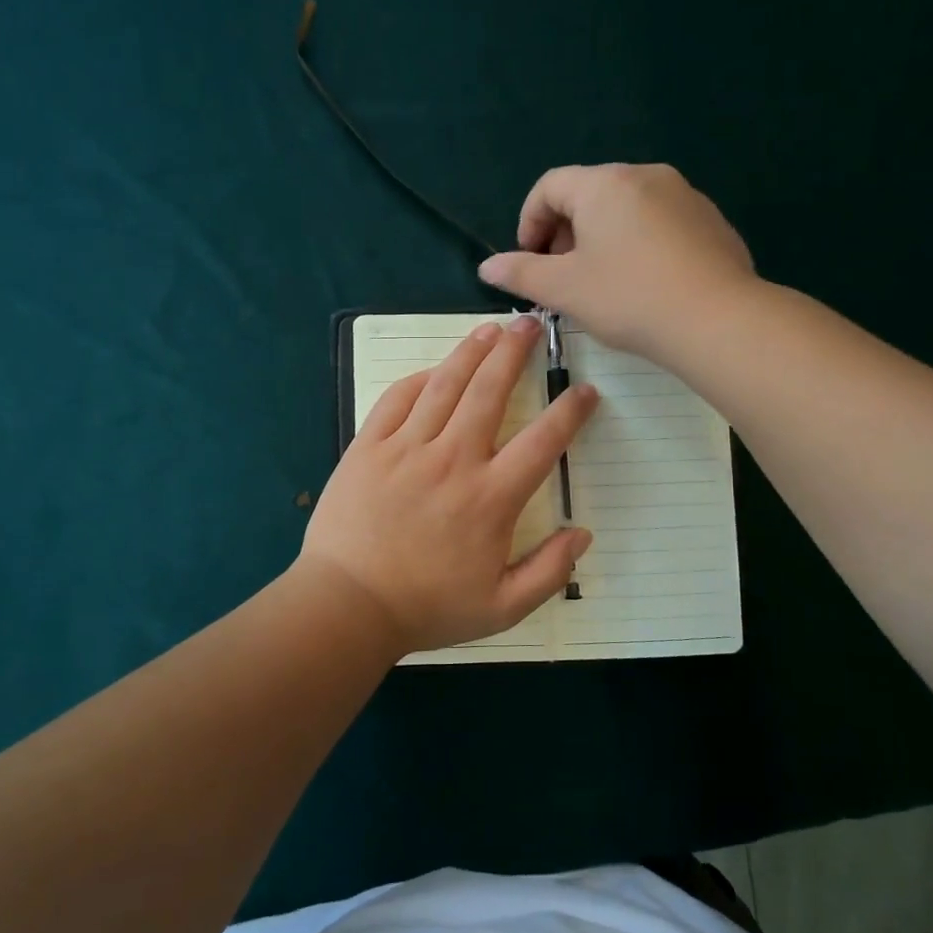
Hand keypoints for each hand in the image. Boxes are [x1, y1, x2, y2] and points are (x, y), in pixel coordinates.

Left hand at [297, 315, 598, 654]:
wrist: (348, 605)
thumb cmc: (427, 608)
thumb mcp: (502, 608)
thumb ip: (549, 571)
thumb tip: (583, 534)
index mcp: (491, 497)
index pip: (542, 442)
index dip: (569, 413)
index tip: (585, 391)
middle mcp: (453, 460)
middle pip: (490, 392)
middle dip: (515, 353)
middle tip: (531, 323)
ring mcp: (406, 449)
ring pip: (445, 385)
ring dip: (471, 351)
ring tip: (491, 329)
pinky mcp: (368, 447)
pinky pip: (397, 400)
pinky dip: (419, 379)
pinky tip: (434, 370)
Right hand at [476, 163, 753, 356]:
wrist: (717, 319)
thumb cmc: (628, 298)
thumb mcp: (564, 289)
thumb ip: (520, 273)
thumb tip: (487, 267)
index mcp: (603, 184)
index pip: (549, 186)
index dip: (529, 222)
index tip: (529, 261)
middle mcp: (644, 175)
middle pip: (588, 194)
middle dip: (565, 232)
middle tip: (561, 276)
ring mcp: (684, 195)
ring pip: (625, 209)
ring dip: (601, 239)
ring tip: (601, 283)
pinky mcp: (710, 220)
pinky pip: (659, 223)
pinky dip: (638, 244)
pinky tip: (643, 284)